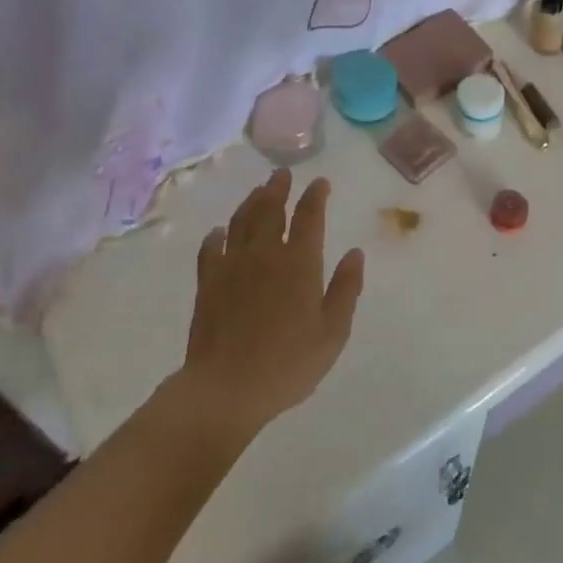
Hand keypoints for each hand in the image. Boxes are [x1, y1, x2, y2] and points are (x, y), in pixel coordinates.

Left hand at [172, 170, 365, 447]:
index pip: (309, 216)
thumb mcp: (332, 333)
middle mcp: (265, 253)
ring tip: (258, 191)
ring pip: (241, 221)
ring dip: (251, 202)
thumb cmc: (287, 364)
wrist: (226, 389)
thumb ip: (346, 289)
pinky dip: (217, 235)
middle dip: (278, 188)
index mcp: (299, 262)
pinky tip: (219, 232)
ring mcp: (232, 265)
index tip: (320, 182)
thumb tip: (355, 253)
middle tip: (282, 174)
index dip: (315, 195)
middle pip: (271, 209)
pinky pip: (211, 248)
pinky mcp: (208, 282)